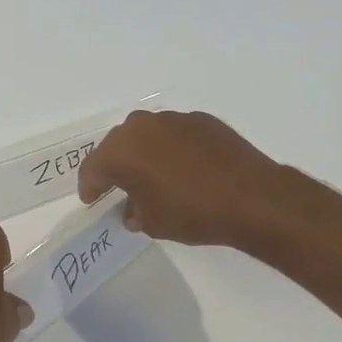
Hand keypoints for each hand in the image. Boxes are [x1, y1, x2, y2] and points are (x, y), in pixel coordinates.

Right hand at [77, 110, 292, 250]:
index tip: (91, 199)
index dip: (89, 186)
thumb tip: (132, 208)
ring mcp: (173, 119)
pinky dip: (171, 148)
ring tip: (151, 175)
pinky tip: (183, 167)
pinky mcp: (201, 120)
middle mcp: (142, 127)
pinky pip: (174, 133)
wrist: (252, 197)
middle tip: (116, 186)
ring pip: (146, 135)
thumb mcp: (153, 223)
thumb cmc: (192, 213)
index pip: (93, 168)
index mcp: (122, 151)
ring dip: (143, 153)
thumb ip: (134, 212)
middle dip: (114, 165)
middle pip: (117, 145)